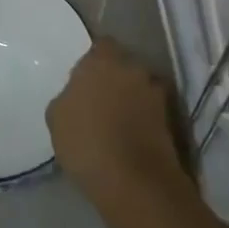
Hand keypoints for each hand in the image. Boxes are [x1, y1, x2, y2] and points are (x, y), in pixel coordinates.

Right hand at [47, 37, 189, 210]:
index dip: (94, 61)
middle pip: (124, 65)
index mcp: (103, 60)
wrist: (134, 182)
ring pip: (140, 88)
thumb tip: (77, 96)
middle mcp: (134, 68)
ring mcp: (156, 94)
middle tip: (100, 100)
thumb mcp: (56, 117)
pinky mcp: (171, 120)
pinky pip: (152, 111)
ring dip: (132, 98)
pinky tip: (130, 138)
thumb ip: (68, 96)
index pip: (102, 45)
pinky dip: (144, 119)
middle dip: (115, 78)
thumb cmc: (86, 142)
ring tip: (117, 122)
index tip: (84, 80)